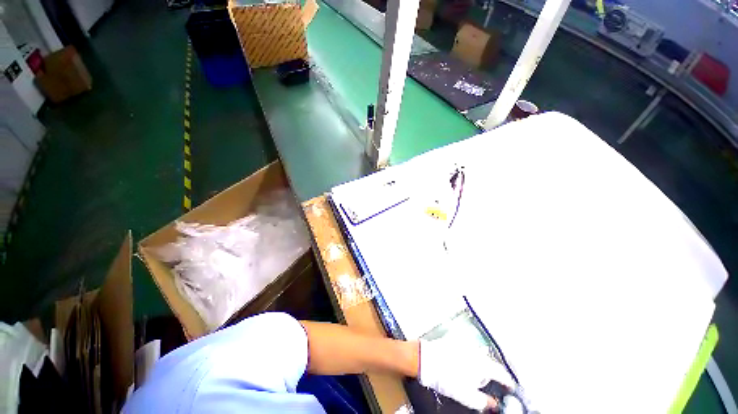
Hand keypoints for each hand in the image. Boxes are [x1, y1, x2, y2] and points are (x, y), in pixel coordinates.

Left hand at [418, 338, 515, 411]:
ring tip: (472, 374)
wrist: (425, 359)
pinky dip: (468, 357)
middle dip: (491, 374)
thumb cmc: (446, 378)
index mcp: (482, 364)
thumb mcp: (467, 396)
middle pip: (490, 363)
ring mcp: (465, 343)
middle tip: (487, 384)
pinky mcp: (455, 339)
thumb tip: (494, 405)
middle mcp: (476, 351)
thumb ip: (484, 402)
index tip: (510, 388)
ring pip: (479, 355)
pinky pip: (467, 349)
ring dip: (479, 364)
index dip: (507, 382)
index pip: (502, 373)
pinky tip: (461, 363)